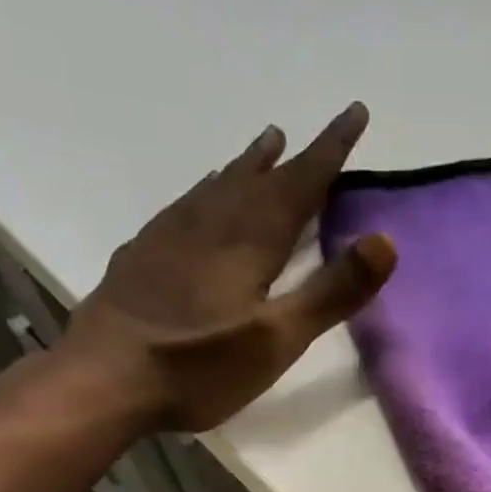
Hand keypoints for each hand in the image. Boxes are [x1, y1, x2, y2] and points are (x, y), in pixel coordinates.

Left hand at [57, 102, 395, 432]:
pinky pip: (184, 206)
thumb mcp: (278, 339)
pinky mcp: (143, 256)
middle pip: (259, 180)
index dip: (330, 150)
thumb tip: (385, 241)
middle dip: (291, 157)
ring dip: (247, 165)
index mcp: (249, 243)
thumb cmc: (200, 367)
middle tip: (307, 132)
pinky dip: (204, 190)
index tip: (355, 112)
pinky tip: (201, 194)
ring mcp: (170, 238)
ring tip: (264, 144)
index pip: (299, 184)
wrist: (105, 379)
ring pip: (218, 187)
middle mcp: (211, 226)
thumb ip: (331, 292)